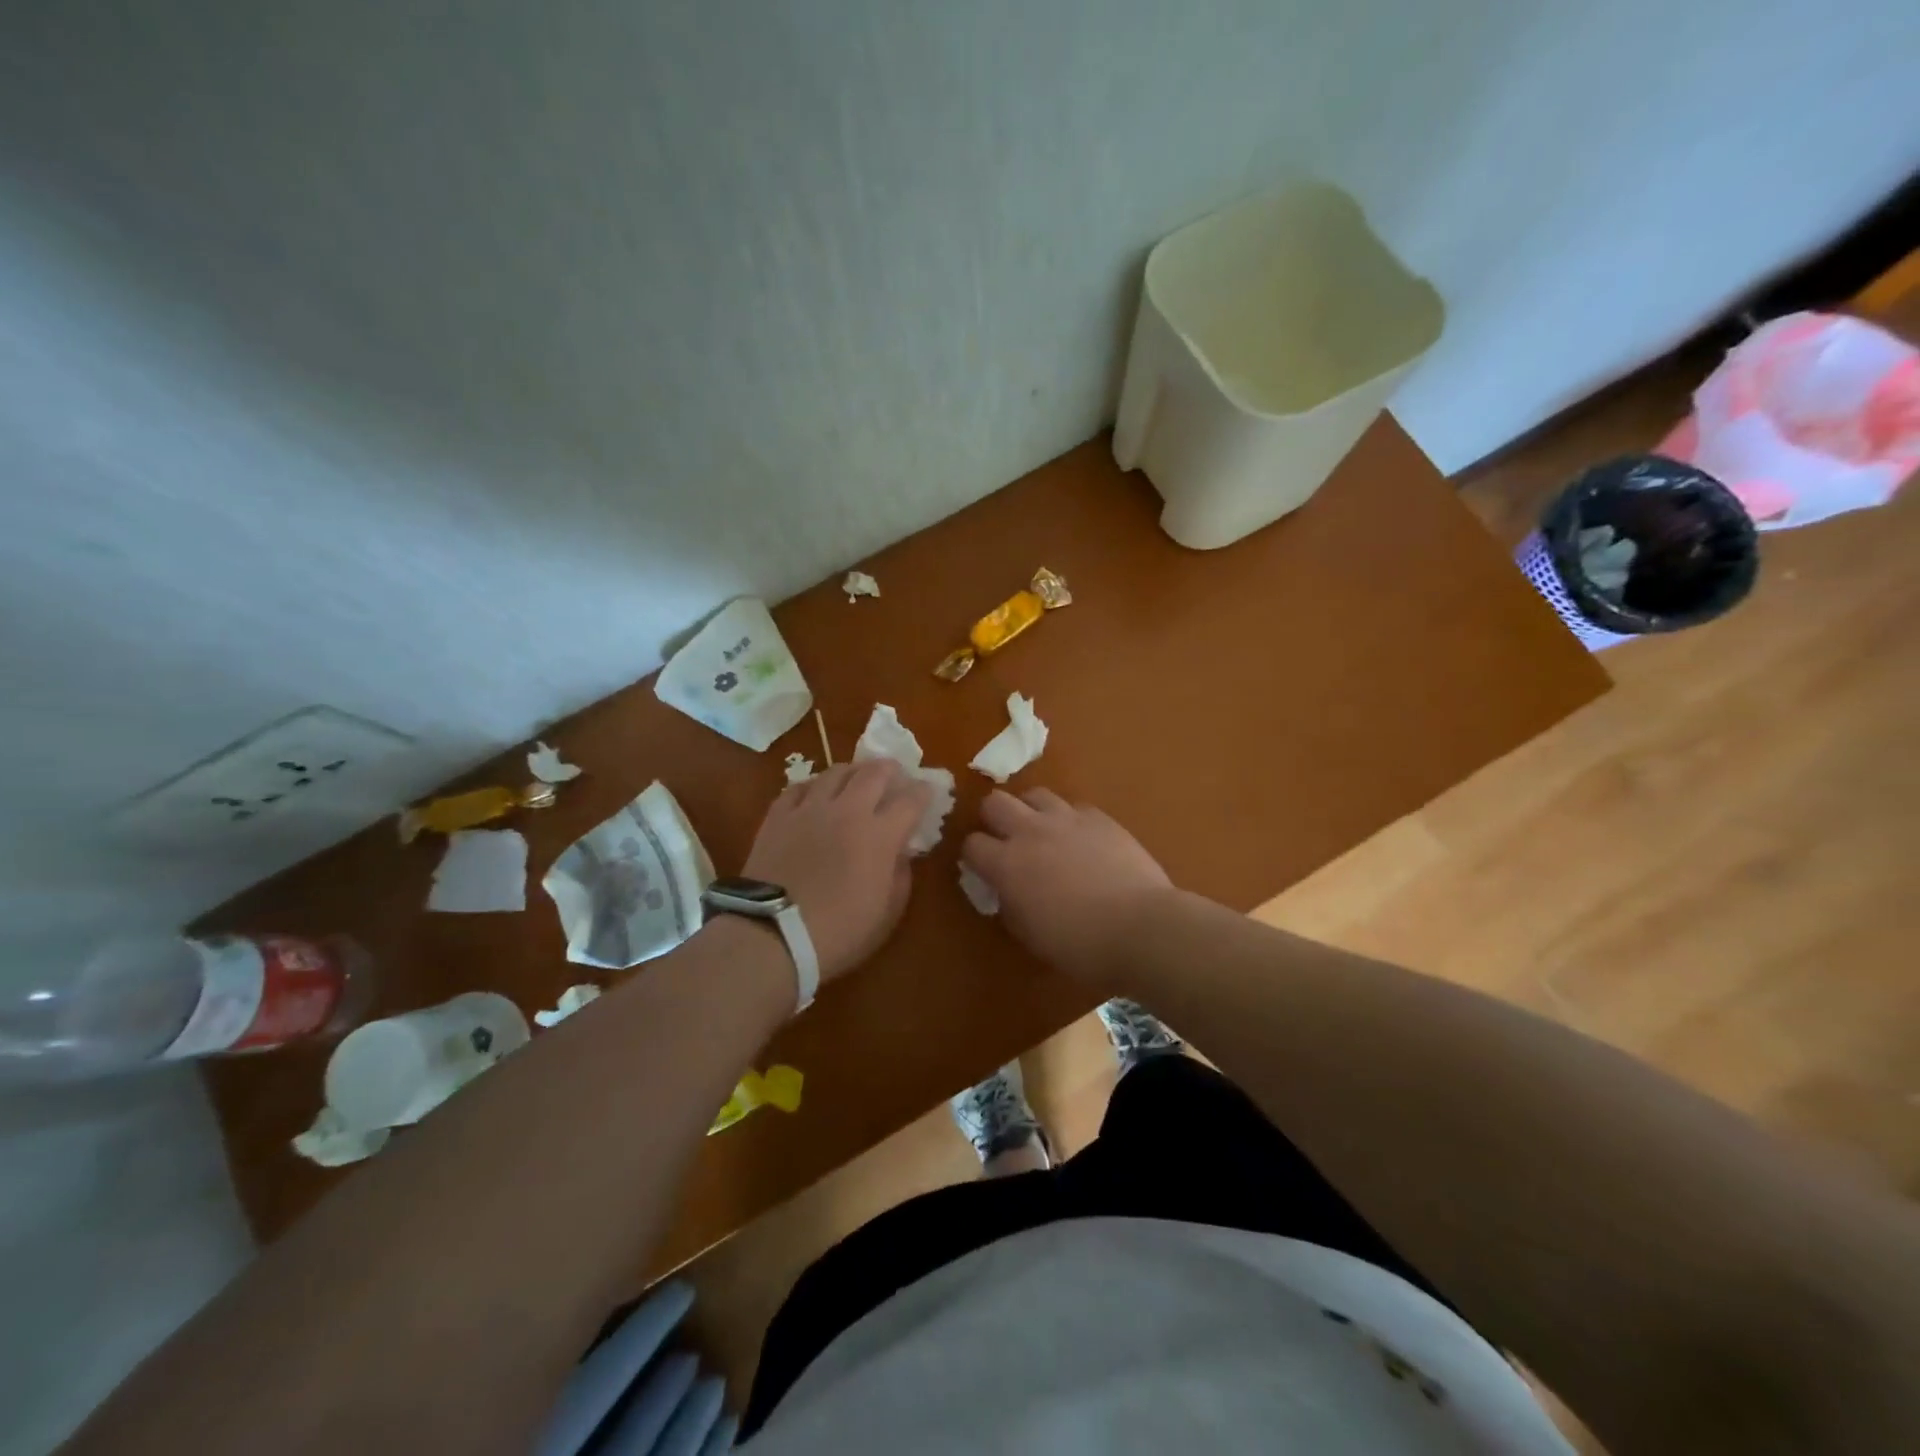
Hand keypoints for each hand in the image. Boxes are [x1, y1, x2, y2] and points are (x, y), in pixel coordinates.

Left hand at [742, 759, 931, 982]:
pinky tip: (816, 794)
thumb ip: (900, 875)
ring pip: (836, 771)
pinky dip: (814, 786)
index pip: (910, 800)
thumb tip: (901, 852)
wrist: (772, 935)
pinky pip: (800, 787)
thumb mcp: (887, 913)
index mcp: (880, 835)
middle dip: (890, 770)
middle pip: (874, 772)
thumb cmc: (838, 932)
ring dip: (853, 772)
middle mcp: (848, 811)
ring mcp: (810, 809)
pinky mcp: (778, 815)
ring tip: (855, 779)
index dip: (923, 792)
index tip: (927, 792)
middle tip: (894, 775)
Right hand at [962, 788, 1173, 982]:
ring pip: (1034, 794)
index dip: (974, 856)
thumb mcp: (1031, 935)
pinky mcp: (1099, 817)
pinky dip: (1069, 819)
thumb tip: (1007, 891)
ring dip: (1030, 811)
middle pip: (994, 802)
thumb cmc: (1080, 945)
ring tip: (1042, 831)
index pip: (971, 844)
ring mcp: (1066, 819)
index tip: (983, 869)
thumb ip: (1010, 905)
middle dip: (993, 819)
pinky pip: (1074, 806)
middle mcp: (1030, 832)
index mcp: (1007, 864)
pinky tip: (1080, 838)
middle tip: (1006, 840)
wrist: (1141, 927)